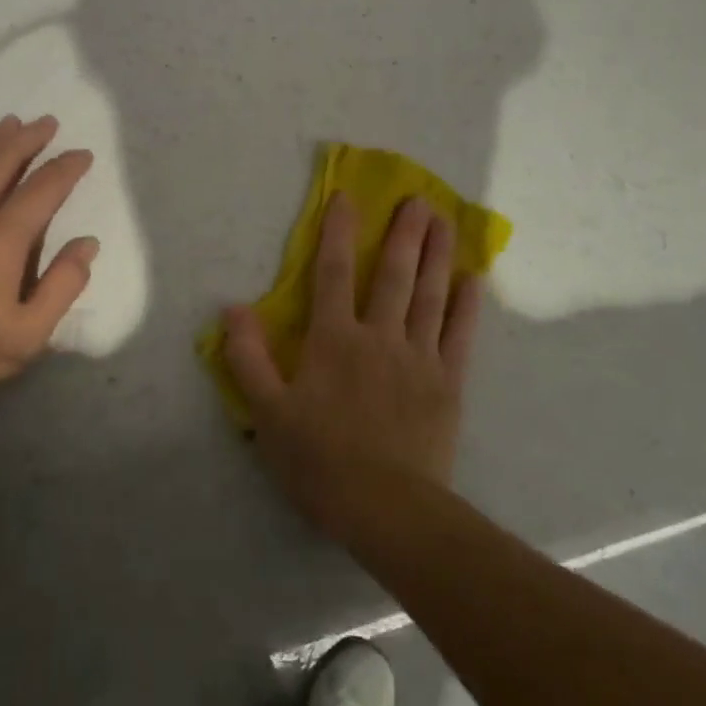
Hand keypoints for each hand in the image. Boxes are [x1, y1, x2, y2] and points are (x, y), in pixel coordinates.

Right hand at [222, 192, 480, 536]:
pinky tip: (473, 280)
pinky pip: (459, 336)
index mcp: (333, 340)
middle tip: (419, 199)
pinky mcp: (447, 383)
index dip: (338, 232)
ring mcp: (418, 358)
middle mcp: (379, 337)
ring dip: (437, 255)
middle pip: (393, 275)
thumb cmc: (319, 460)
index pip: (333, 273)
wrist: (386, 508)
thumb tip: (232, 308)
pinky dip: (466, 306)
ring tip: (446, 222)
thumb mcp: (267, 412)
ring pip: (429, 296)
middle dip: (404, 234)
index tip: (347, 197)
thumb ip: (248, 357)